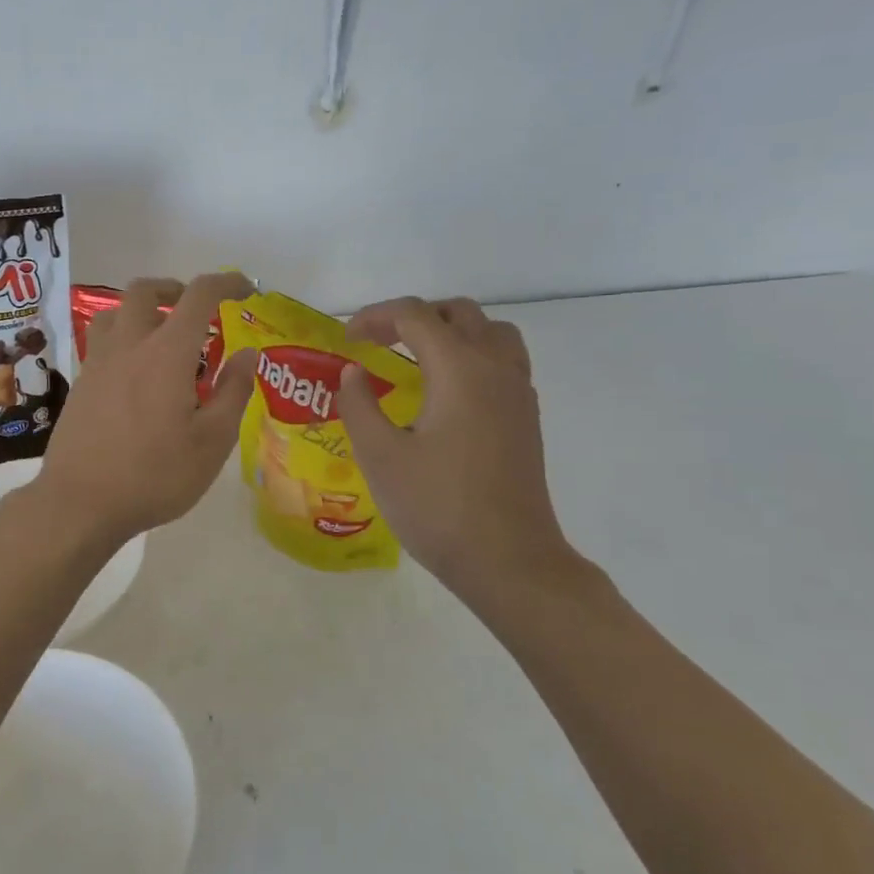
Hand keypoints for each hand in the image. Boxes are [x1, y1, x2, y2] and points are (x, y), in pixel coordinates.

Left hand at [33, 273, 256, 542]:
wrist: (80, 502)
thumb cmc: (154, 475)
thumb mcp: (212, 442)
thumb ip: (233, 392)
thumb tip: (247, 354)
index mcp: (166, 353)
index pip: (198, 295)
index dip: (226, 283)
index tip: (246, 290)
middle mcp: (128, 345)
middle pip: (145, 291)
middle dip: (175, 289)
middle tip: (195, 311)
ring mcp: (97, 363)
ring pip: (115, 313)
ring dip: (142, 310)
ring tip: (162, 338)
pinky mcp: (80, 384)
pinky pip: (101, 341)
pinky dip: (123, 338)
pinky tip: (135, 374)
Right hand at [338, 297, 585, 609]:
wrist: (508, 561)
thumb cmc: (438, 506)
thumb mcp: (380, 455)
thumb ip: (359, 404)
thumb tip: (352, 373)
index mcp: (460, 369)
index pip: (415, 315)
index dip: (375, 317)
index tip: (347, 339)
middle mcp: (495, 368)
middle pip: (459, 312)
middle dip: (414, 317)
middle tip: (378, 342)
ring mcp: (518, 393)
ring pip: (491, 332)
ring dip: (451, 330)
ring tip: (417, 357)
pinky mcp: (526, 418)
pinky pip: (503, 361)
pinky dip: (473, 355)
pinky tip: (447, 392)